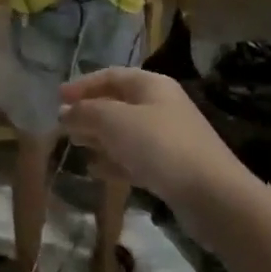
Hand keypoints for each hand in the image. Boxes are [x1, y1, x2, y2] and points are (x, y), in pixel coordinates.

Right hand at [58, 69, 239, 207]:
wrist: (212, 196)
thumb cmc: (160, 146)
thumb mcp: (114, 121)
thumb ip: (86, 112)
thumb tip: (64, 112)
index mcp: (151, 85)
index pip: (111, 76)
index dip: (83, 85)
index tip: (57, 98)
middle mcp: (161, 106)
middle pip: (118, 103)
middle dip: (89, 112)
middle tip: (63, 125)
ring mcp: (168, 138)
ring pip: (125, 132)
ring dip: (99, 137)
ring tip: (75, 145)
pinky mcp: (171, 168)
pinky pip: (135, 158)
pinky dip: (114, 161)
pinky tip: (95, 171)